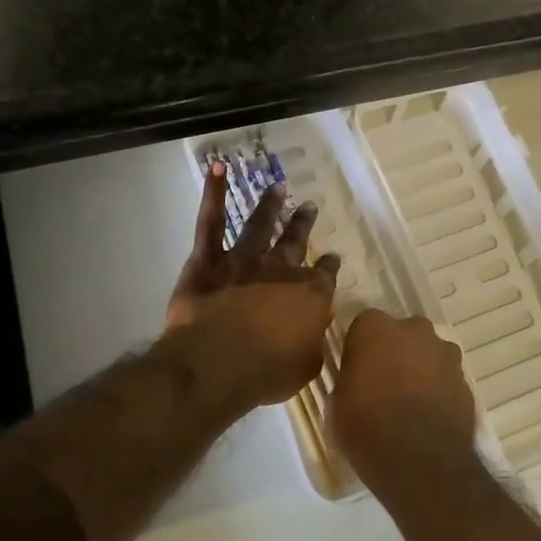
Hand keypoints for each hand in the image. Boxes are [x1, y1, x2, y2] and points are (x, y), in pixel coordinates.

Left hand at [164, 160, 339, 411]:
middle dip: (303, 225)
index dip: (328, 267)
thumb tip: (311, 334)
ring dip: (269, 205)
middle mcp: (279, 270)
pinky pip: (210, 222)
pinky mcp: (208, 260)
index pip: (324, 276)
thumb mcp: (306, 366)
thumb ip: (311, 345)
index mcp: (308, 296)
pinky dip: (213, 194)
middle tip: (309, 207)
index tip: (332, 257)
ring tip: (277, 187)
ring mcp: (243, 261)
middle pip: (294, 243)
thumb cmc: (267, 371)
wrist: (220, 361)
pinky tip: (218, 169)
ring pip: (259, 225)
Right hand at [330, 310, 478, 503]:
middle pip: (401, 334)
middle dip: (394, 352)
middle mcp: (414, 330)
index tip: (356, 371)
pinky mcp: (465, 379)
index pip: (364, 326)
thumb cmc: (368, 428)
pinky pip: (445, 377)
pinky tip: (428, 416)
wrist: (422, 461)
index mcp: (376, 329)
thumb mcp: (338, 403)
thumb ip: (350, 377)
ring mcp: (445, 353)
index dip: (360, 348)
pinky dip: (438, 389)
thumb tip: (357, 378)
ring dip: (419, 369)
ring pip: (427, 353)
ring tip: (409, 403)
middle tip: (383, 384)